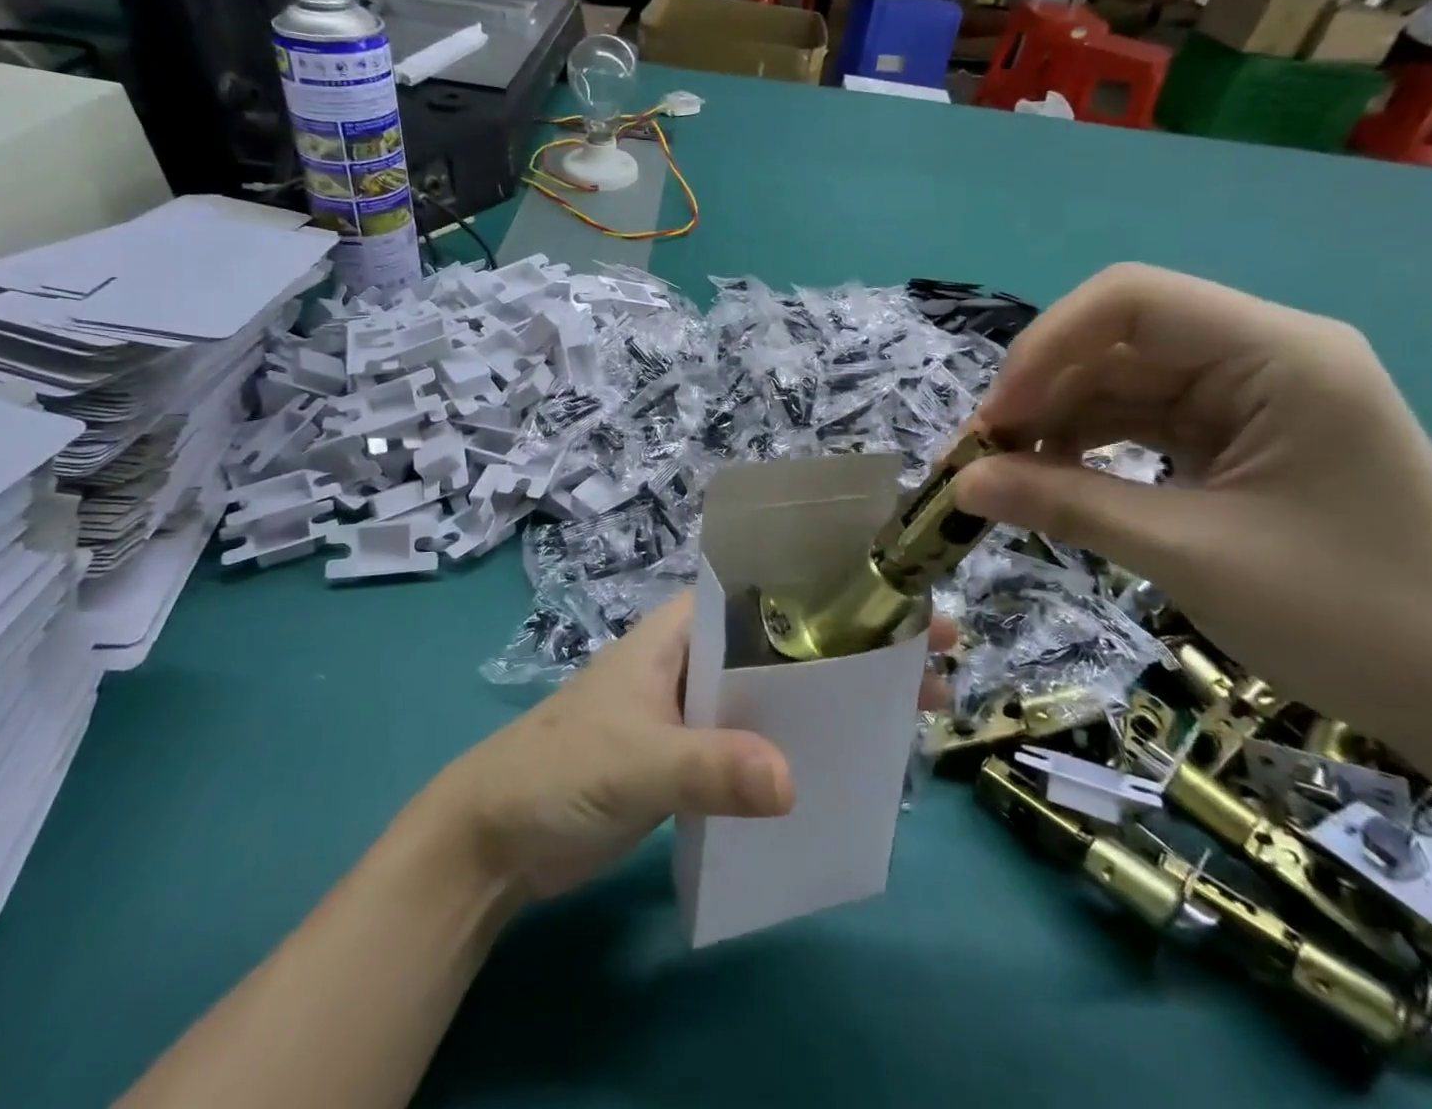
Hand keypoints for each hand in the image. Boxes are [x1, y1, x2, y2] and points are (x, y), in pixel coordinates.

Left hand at [430, 594, 952, 904]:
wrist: (496, 840)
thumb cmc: (558, 772)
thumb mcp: (633, 761)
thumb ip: (708, 768)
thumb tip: (793, 783)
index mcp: (685, 630)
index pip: (771, 593)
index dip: (838, 594)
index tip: (905, 606)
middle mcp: (699, 657)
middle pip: (789, 643)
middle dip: (856, 648)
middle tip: (935, 664)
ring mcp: (699, 707)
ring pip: (781, 693)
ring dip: (836, 700)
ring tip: (910, 712)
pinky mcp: (696, 756)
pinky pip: (761, 741)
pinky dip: (802, 746)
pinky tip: (847, 765)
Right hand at [953, 263, 1431, 744]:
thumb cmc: (1351, 617)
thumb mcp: (1188, 555)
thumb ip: (1066, 506)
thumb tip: (959, 484)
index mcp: (1277, 354)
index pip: (1130, 300)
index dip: (1045, 347)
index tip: (995, 422)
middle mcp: (1262, 355)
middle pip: (1117, 341)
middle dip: (1040, 393)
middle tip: (981, 458)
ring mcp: (1250, 396)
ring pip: (1120, 381)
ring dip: (1056, 422)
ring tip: (1006, 476)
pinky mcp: (1237, 436)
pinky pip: (1140, 419)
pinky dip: (1088, 445)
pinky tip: (1053, 480)